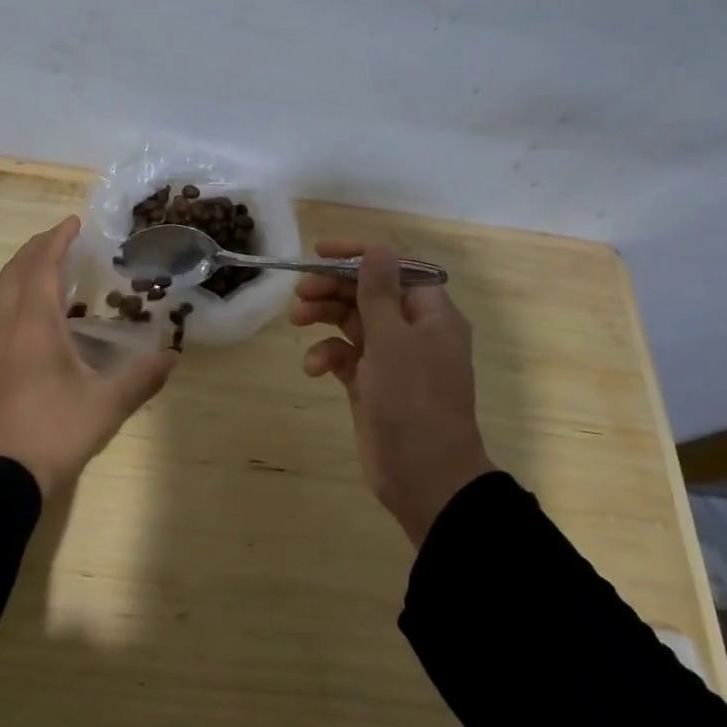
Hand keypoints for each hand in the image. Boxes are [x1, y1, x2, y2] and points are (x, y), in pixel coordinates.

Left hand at [0, 216, 176, 496]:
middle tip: (62, 238)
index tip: (74, 222)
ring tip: (52, 269)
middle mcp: (8, 327)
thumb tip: (173, 356)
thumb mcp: (106, 405)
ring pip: (4, 292)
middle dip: (36, 248)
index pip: (41, 266)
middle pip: (15, 272)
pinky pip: (3, 313)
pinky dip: (20, 295)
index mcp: (33, 325)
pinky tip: (40, 316)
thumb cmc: (54, 432)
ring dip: (25, 271)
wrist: (0, 477)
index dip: (56, 240)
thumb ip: (141, 378)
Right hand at [290, 242, 494, 547]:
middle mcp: (412, 330)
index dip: (357, 256)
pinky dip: (327, 355)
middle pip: (368, 292)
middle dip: (332, 288)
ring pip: (352, 321)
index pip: (394, 267)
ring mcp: (392, 358)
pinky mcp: (372, 383)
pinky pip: (346, 356)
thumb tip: (377, 248)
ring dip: (324, 316)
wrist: (425, 478)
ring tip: (296, 320)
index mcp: (430, 313)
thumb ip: (378, 292)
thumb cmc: (413, 401)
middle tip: (299, 292)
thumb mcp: (392, 341)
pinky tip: (314, 368)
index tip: (319, 252)